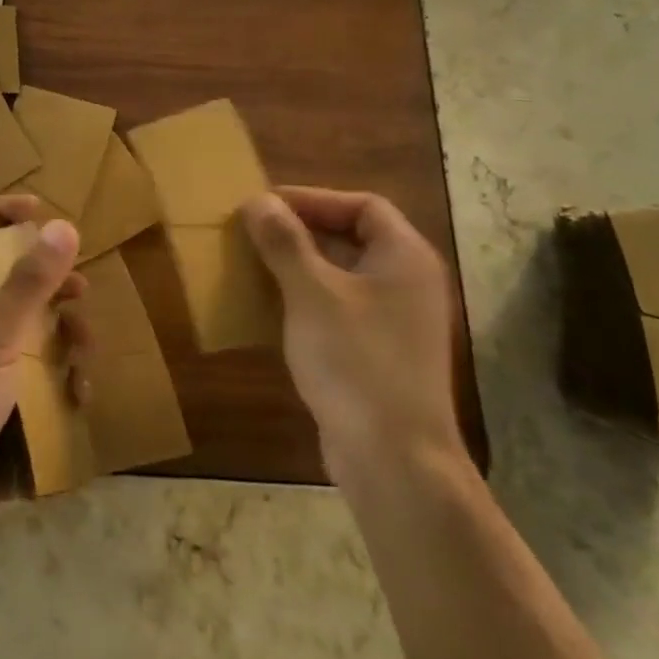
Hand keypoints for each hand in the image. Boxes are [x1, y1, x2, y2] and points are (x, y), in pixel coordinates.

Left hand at [0, 194, 85, 562]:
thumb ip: (29, 282)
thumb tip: (63, 225)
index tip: (35, 208)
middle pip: (1, 283)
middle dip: (44, 284)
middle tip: (78, 287)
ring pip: (24, 331)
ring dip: (60, 335)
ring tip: (85, 346)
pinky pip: (31, 375)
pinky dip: (56, 377)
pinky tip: (78, 391)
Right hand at [241, 187, 463, 482]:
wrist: (394, 459)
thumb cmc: (356, 361)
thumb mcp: (312, 293)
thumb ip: (285, 242)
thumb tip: (258, 201)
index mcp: (404, 258)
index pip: (362, 205)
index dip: (313, 199)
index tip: (266, 205)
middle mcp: (406, 283)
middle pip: (352, 237)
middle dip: (300, 231)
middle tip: (252, 233)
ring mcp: (394, 322)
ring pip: (342, 276)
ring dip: (298, 266)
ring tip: (252, 265)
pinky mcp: (378, 354)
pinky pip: (338, 310)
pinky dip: (305, 301)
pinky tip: (269, 310)